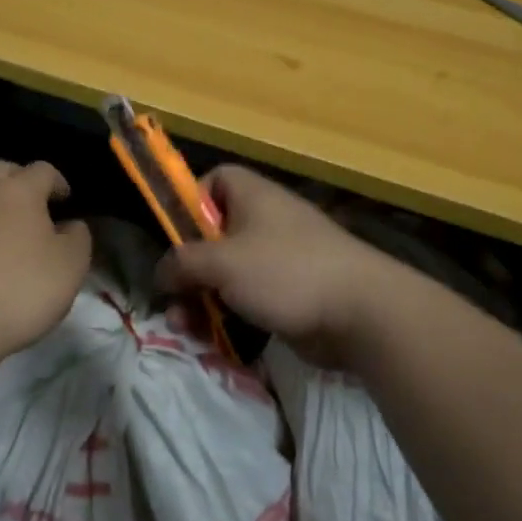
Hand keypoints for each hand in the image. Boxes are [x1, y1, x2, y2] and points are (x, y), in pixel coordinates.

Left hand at [0, 160, 92, 363]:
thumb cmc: (20, 289)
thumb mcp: (71, 266)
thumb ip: (78, 238)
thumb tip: (70, 225)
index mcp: (18, 190)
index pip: (43, 170)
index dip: (58, 182)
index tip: (66, 202)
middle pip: (2, 171)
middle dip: (20, 183)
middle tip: (33, 210)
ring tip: (3, 234)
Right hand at [157, 165, 402, 367]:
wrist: (360, 312)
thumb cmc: (285, 271)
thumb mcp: (222, 262)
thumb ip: (182, 263)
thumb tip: (161, 273)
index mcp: (251, 196)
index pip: (213, 180)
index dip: (189, 202)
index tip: (174, 235)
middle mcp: (264, 220)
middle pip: (213, 236)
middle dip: (187, 269)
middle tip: (172, 298)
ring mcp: (278, 258)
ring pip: (227, 273)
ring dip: (201, 299)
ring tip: (185, 328)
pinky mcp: (288, 292)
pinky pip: (247, 298)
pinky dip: (229, 314)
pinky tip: (213, 340)